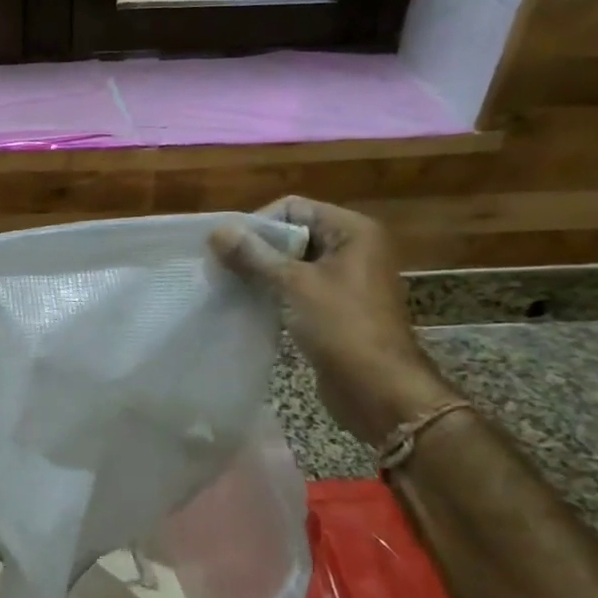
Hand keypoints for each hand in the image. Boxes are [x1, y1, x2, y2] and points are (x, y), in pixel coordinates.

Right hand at [211, 197, 457, 445]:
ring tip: (229, 286)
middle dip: (257, 249)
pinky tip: (248, 305)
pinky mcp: (336, 309)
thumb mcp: (293, 285)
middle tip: (221, 267)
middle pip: (293, 234)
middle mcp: (353, 249)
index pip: (294, 207)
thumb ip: (253, 255)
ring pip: (293, 264)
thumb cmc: (341, 327)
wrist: (379, 390)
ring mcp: (346, 281)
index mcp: (353, 231)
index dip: (259, 223)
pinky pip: (298, 290)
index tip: (227, 247)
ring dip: (262, 273)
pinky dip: (274, 294)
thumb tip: (218, 230)